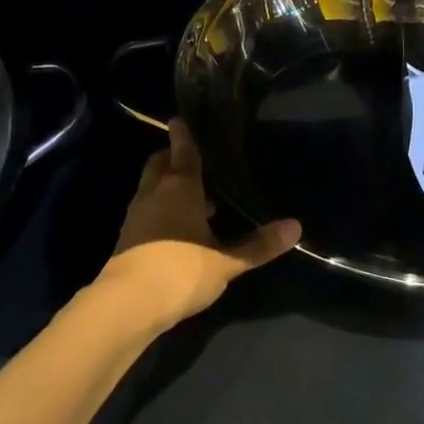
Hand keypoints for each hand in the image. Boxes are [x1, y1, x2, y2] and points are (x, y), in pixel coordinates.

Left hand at [98, 121, 301, 329]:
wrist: (128, 304)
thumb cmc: (182, 270)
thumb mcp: (226, 261)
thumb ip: (259, 245)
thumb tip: (296, 226)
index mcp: (179, 186)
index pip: (181, 149)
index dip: (183, 133)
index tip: (181, 119)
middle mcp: (154, 192)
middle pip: (161, 163)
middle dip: (174, 158)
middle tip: (197, 162)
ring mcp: (137, 214)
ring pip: (152, 187)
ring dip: (169, 186)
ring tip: (199, 200)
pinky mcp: (127, 237)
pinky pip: (147, 209)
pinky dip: (162, 208)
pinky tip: (180, 230)